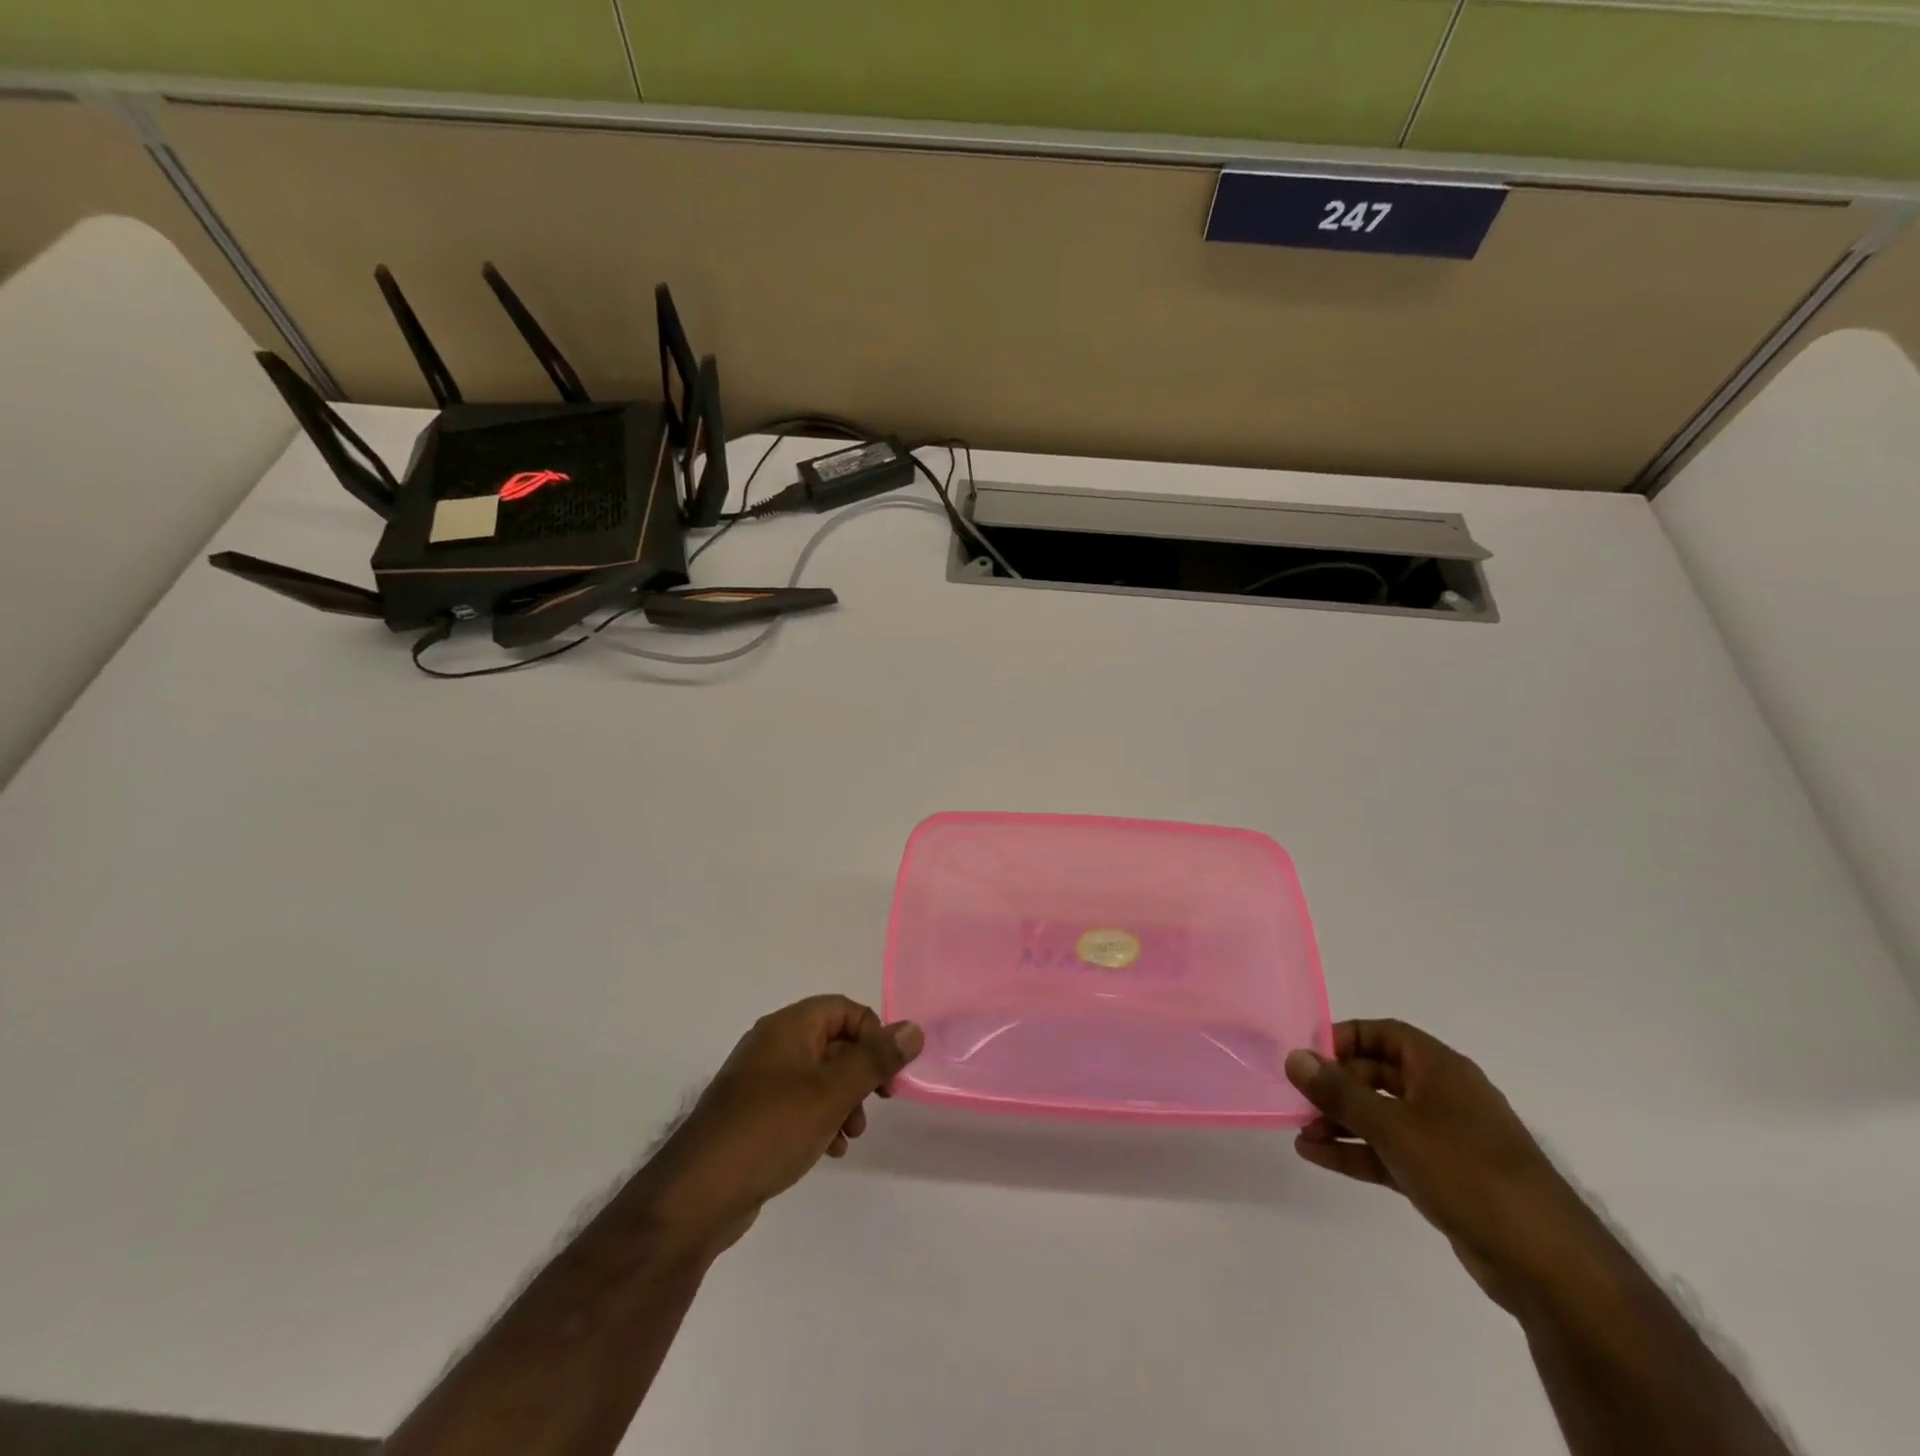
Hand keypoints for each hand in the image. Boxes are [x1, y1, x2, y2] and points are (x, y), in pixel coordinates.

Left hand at [639, 996, 923, 1258]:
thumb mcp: (833, 1092)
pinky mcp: (753, 1114)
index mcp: (789, 1027)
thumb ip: (875, 1059)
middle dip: (861, 1073)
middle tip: (877, 1104)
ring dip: (844, 1100)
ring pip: (819, 1076)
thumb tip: (913, 1028)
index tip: (888, 1074)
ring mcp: (760, 1080)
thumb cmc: (771, 1129)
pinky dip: (820, 1118)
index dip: (873, 1036)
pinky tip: (828, 1151)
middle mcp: (773, 1044)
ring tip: (850, 1135)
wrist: (699, 1193)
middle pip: (834, 1042)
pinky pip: (799, 1103)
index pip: (845, 1010)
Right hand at [1285, 1020, 1609, 1313]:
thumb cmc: (1467, 1171)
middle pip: (1377, 1075)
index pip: (1384, 1034)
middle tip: (1298, 1099)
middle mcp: (1443, 1096)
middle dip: (1336, 1086)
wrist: (1547, 1263)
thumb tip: (1294, 1058)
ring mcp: (1445, 1139)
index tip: (1307, 1056)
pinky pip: (1389, 1152)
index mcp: (1440, 1069)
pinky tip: (1318, 1157)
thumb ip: (1339, 1092)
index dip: (1344, 1038)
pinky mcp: (1444, 1178)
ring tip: (1300, 1133)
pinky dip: (1357, 1151)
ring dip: (1341, 1121)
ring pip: (1381, 1116)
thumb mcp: (1394, 1126)